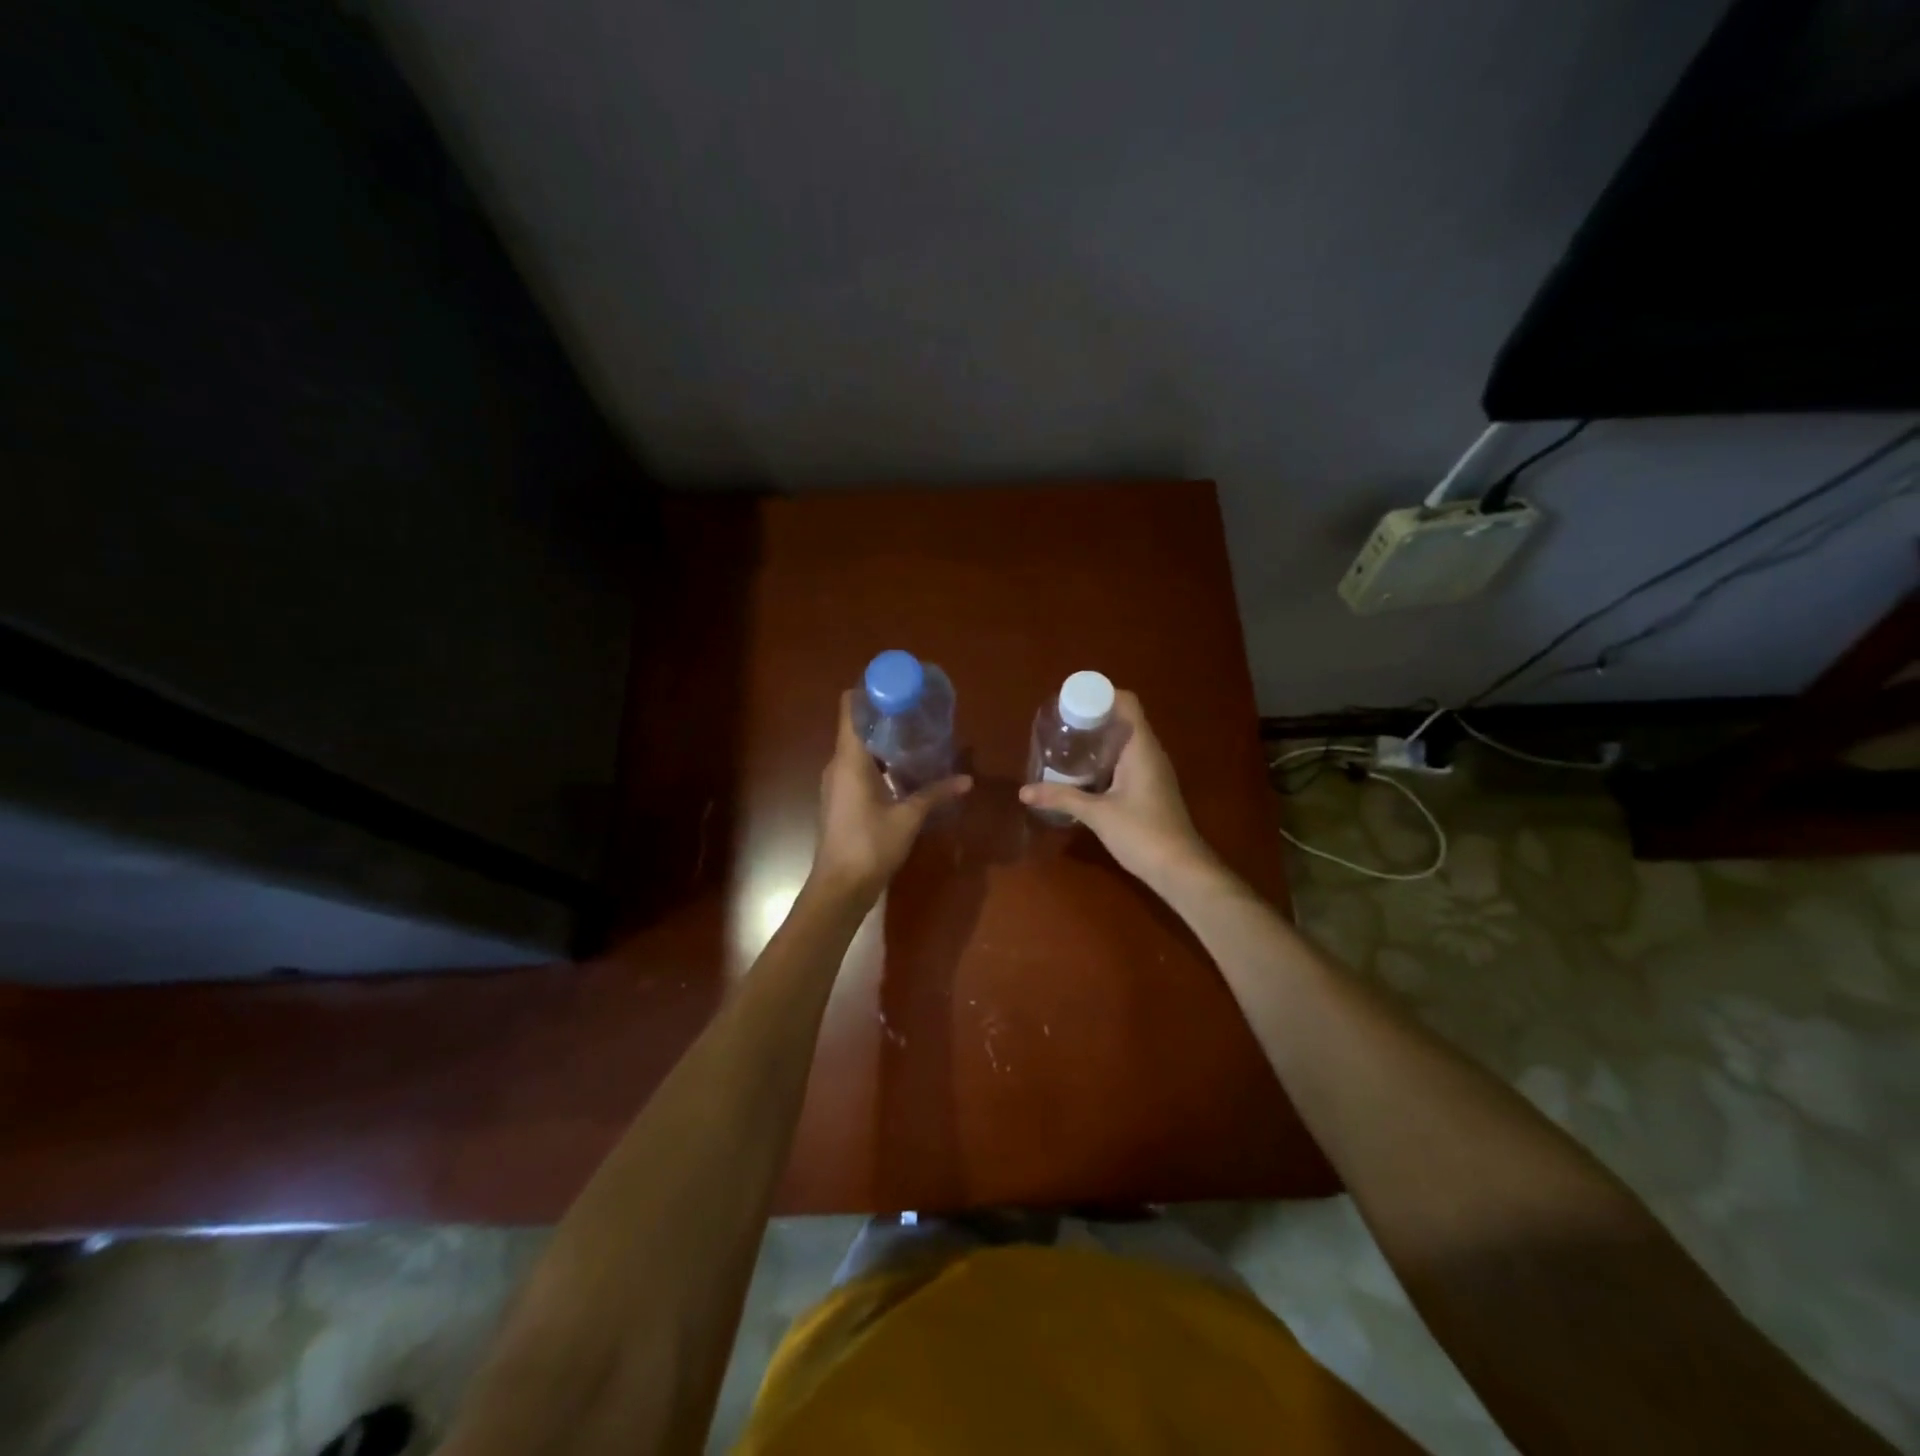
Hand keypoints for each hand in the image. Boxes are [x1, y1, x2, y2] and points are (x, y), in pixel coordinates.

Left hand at [811, 690, 971, 901]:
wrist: (840, 887)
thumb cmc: (870, 845)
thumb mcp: (908, 818)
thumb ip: (936, 794)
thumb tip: (966, 780)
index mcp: (849, 759)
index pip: (850, 708)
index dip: (868, 691)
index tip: (895, 684)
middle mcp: (838, 765)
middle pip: (856, 726)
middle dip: (884, 715)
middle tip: (916, 710)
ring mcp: (837, 783)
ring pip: (858, 749)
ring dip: (883, 741)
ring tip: (915, 736)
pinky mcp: (841, 800)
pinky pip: (859, 768)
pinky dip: (879, 762)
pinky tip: (904, 770)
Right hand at [1018, 691, 1214, 887]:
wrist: (1180, 869)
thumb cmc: (1142, 833)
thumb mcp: (1097, 814)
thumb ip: (1061, 798)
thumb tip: (1024, 791)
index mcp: (1141, 747)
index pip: (1126, 702)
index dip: (1100, 694)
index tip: (1071, 702)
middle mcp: (1150, 752)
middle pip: (1123, 719)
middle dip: (1093, 716)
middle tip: (1060, 723)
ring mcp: (1152, 771)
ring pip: (1124, 741)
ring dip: (1098, 739)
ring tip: (1066, 743)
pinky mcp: (1149, 788)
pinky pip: (1126, 760)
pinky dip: (1105, 758)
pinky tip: (1082, 771)